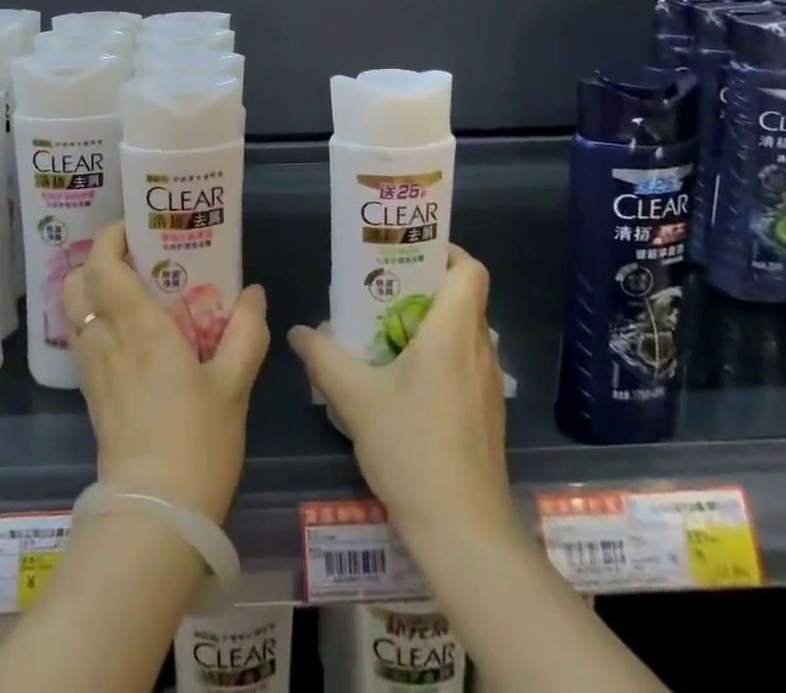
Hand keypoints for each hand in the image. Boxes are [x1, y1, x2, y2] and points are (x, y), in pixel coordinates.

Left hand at [63, 222, 268, 522]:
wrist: (155, 519)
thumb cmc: (197, 443)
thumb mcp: (234, 385)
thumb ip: (246, 332)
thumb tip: (254, 293)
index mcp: (139, 327)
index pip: (103, 265)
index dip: (110, 237)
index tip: (135, 227)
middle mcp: (107, 340)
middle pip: (76, 282)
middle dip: (96, 260)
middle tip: (134, 258)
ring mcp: (93, 370)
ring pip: (74, 312)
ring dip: (93, 291)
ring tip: (132, 292)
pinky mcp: (91, 396)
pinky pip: (83, 341)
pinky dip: (96, 322)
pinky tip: (129, 335)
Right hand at [287, 245, 511, 537]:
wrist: (465, 534)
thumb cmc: (413, 449)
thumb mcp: (355, 399)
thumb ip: (323, 358)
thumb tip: (298, 331)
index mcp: (454, 333)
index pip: (469, 269)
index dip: (445, 250)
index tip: (407, 254)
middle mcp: (479, 350)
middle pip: (462, 297)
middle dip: (422, 286)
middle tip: (379, 290)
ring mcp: (487, 386)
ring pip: (462, 333)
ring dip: (427, 324)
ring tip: (383, 332)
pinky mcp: (485, 416)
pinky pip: (463, 364)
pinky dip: (436, 357)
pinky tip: (401, 382)